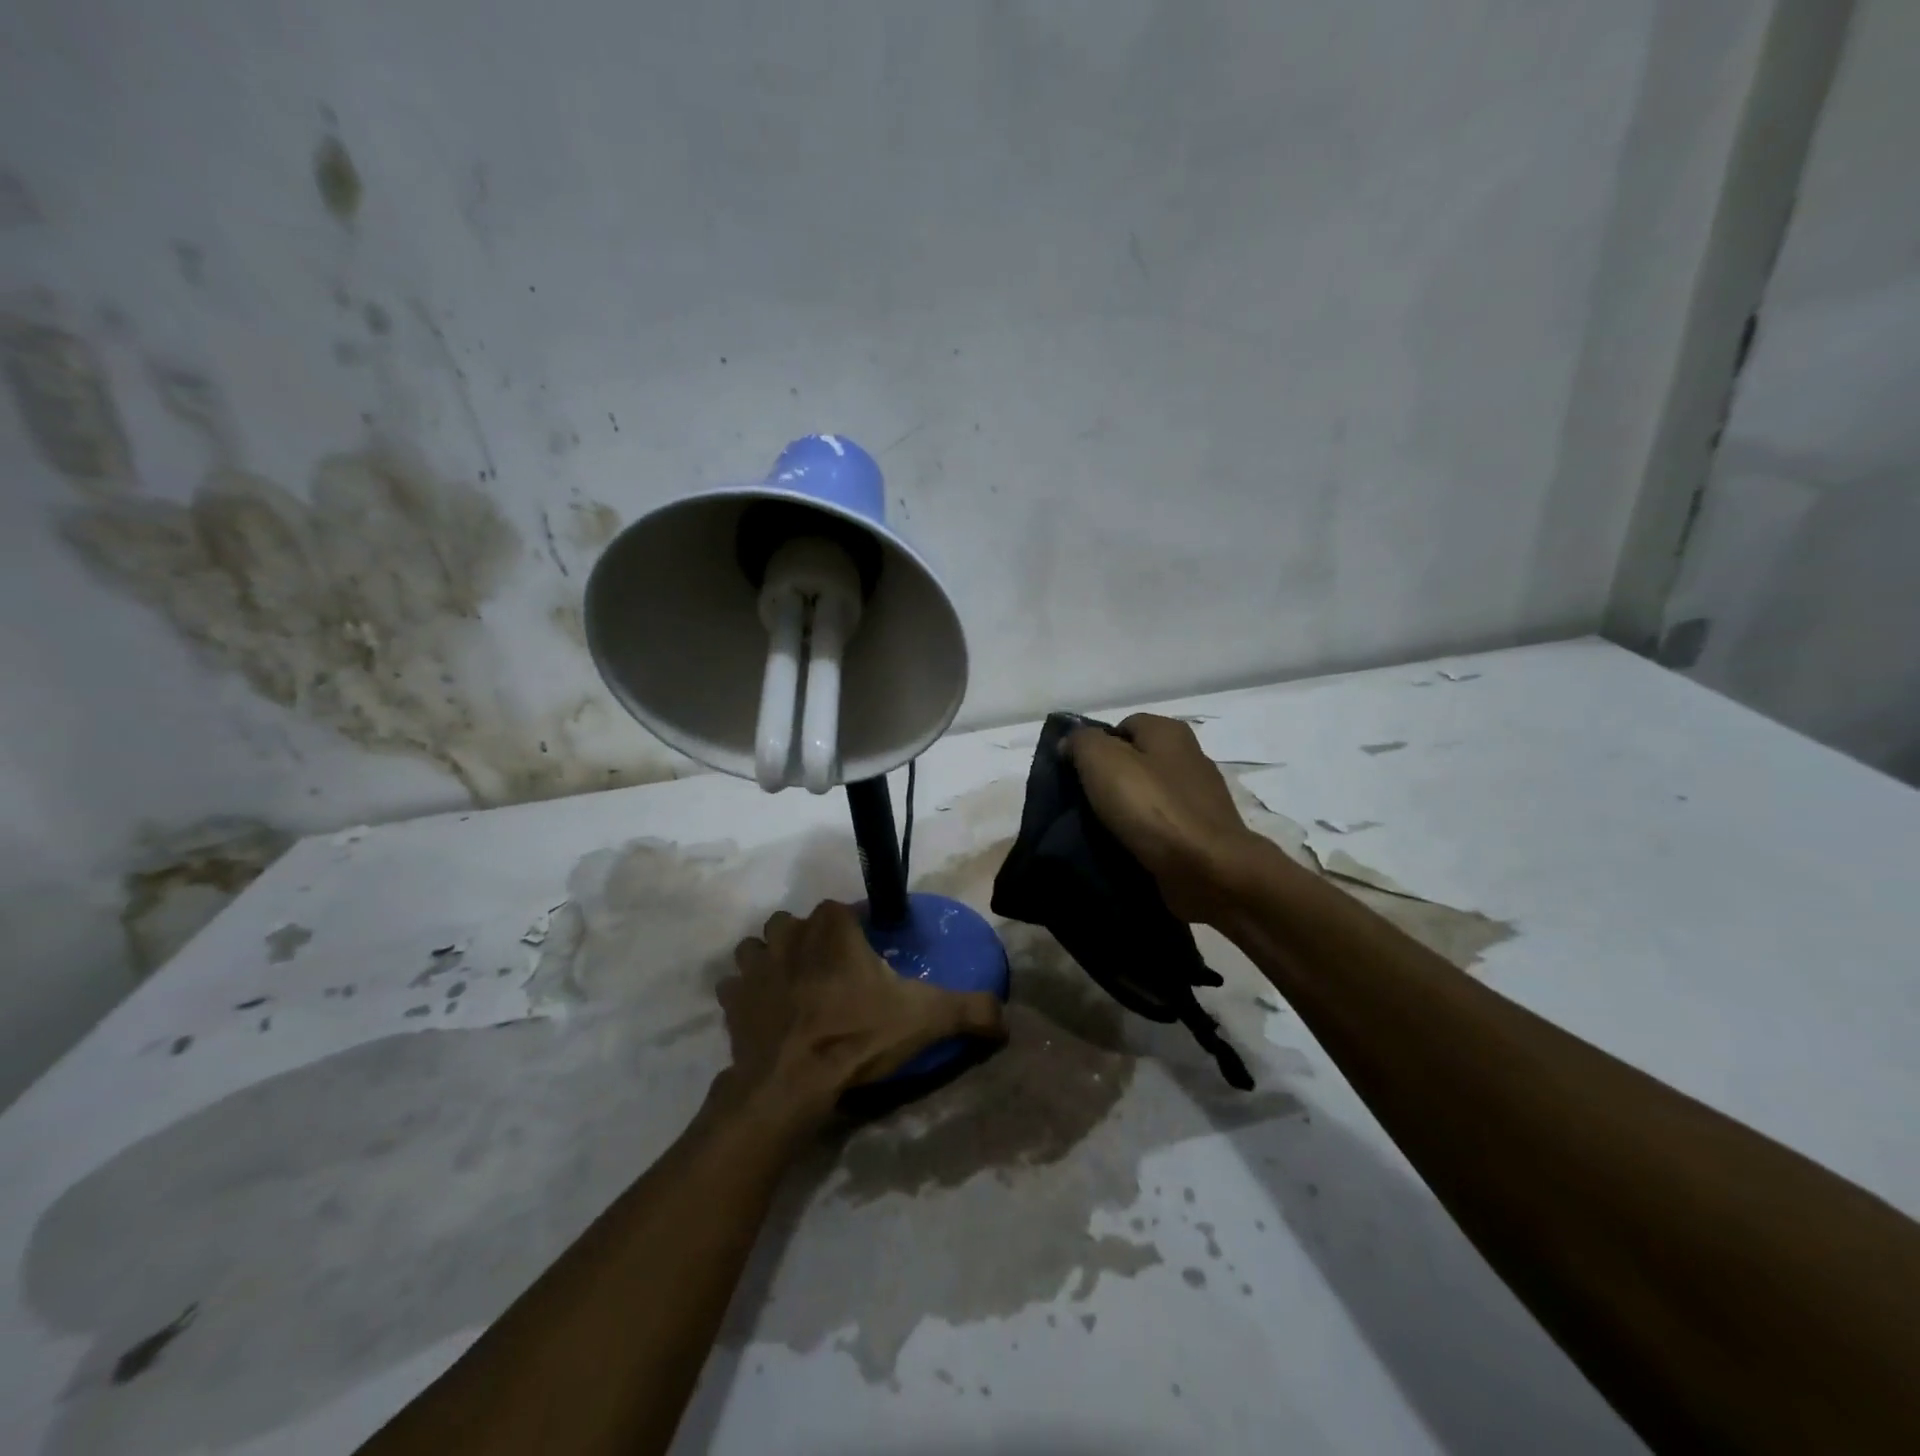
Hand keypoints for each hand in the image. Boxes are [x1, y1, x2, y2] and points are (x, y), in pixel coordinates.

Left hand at [719, 901, 1006, 1125]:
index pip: (842, 909)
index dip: (854, 928)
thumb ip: (970, 1010)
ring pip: (758, 946)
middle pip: (798, 923)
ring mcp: (756, 966)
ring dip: (771, 959)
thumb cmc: (857, 1037)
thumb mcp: (925, 1019)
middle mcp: (790, 935)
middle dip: (810, 939)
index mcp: (833, 928)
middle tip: (831, 973)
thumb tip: (1007, 1017)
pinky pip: (733, 985)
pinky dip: (745, 994)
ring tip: (793, 987)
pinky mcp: (732, 1001)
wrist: (791, 1084)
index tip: (868, 955)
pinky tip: (763, 1013)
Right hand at [1066, 714, 1270, 924]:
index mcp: (1169, 731)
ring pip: (1147, 795)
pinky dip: (1143, 835)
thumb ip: (1081, 742)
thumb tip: (1071, 743)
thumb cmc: (1153, 808)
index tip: (1075, 773)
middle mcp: (1189, 757)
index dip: (1094, 745)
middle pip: (1135, 760)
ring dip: (1124, 810)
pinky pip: (1161, 826)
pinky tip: (1125, 848)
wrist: (1208, 870)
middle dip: (1108, 779)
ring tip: (1098, 829)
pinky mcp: (1202, 834)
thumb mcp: (1102, 761)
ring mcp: (1199, 798)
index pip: (1122, 726)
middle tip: (1082, 801)